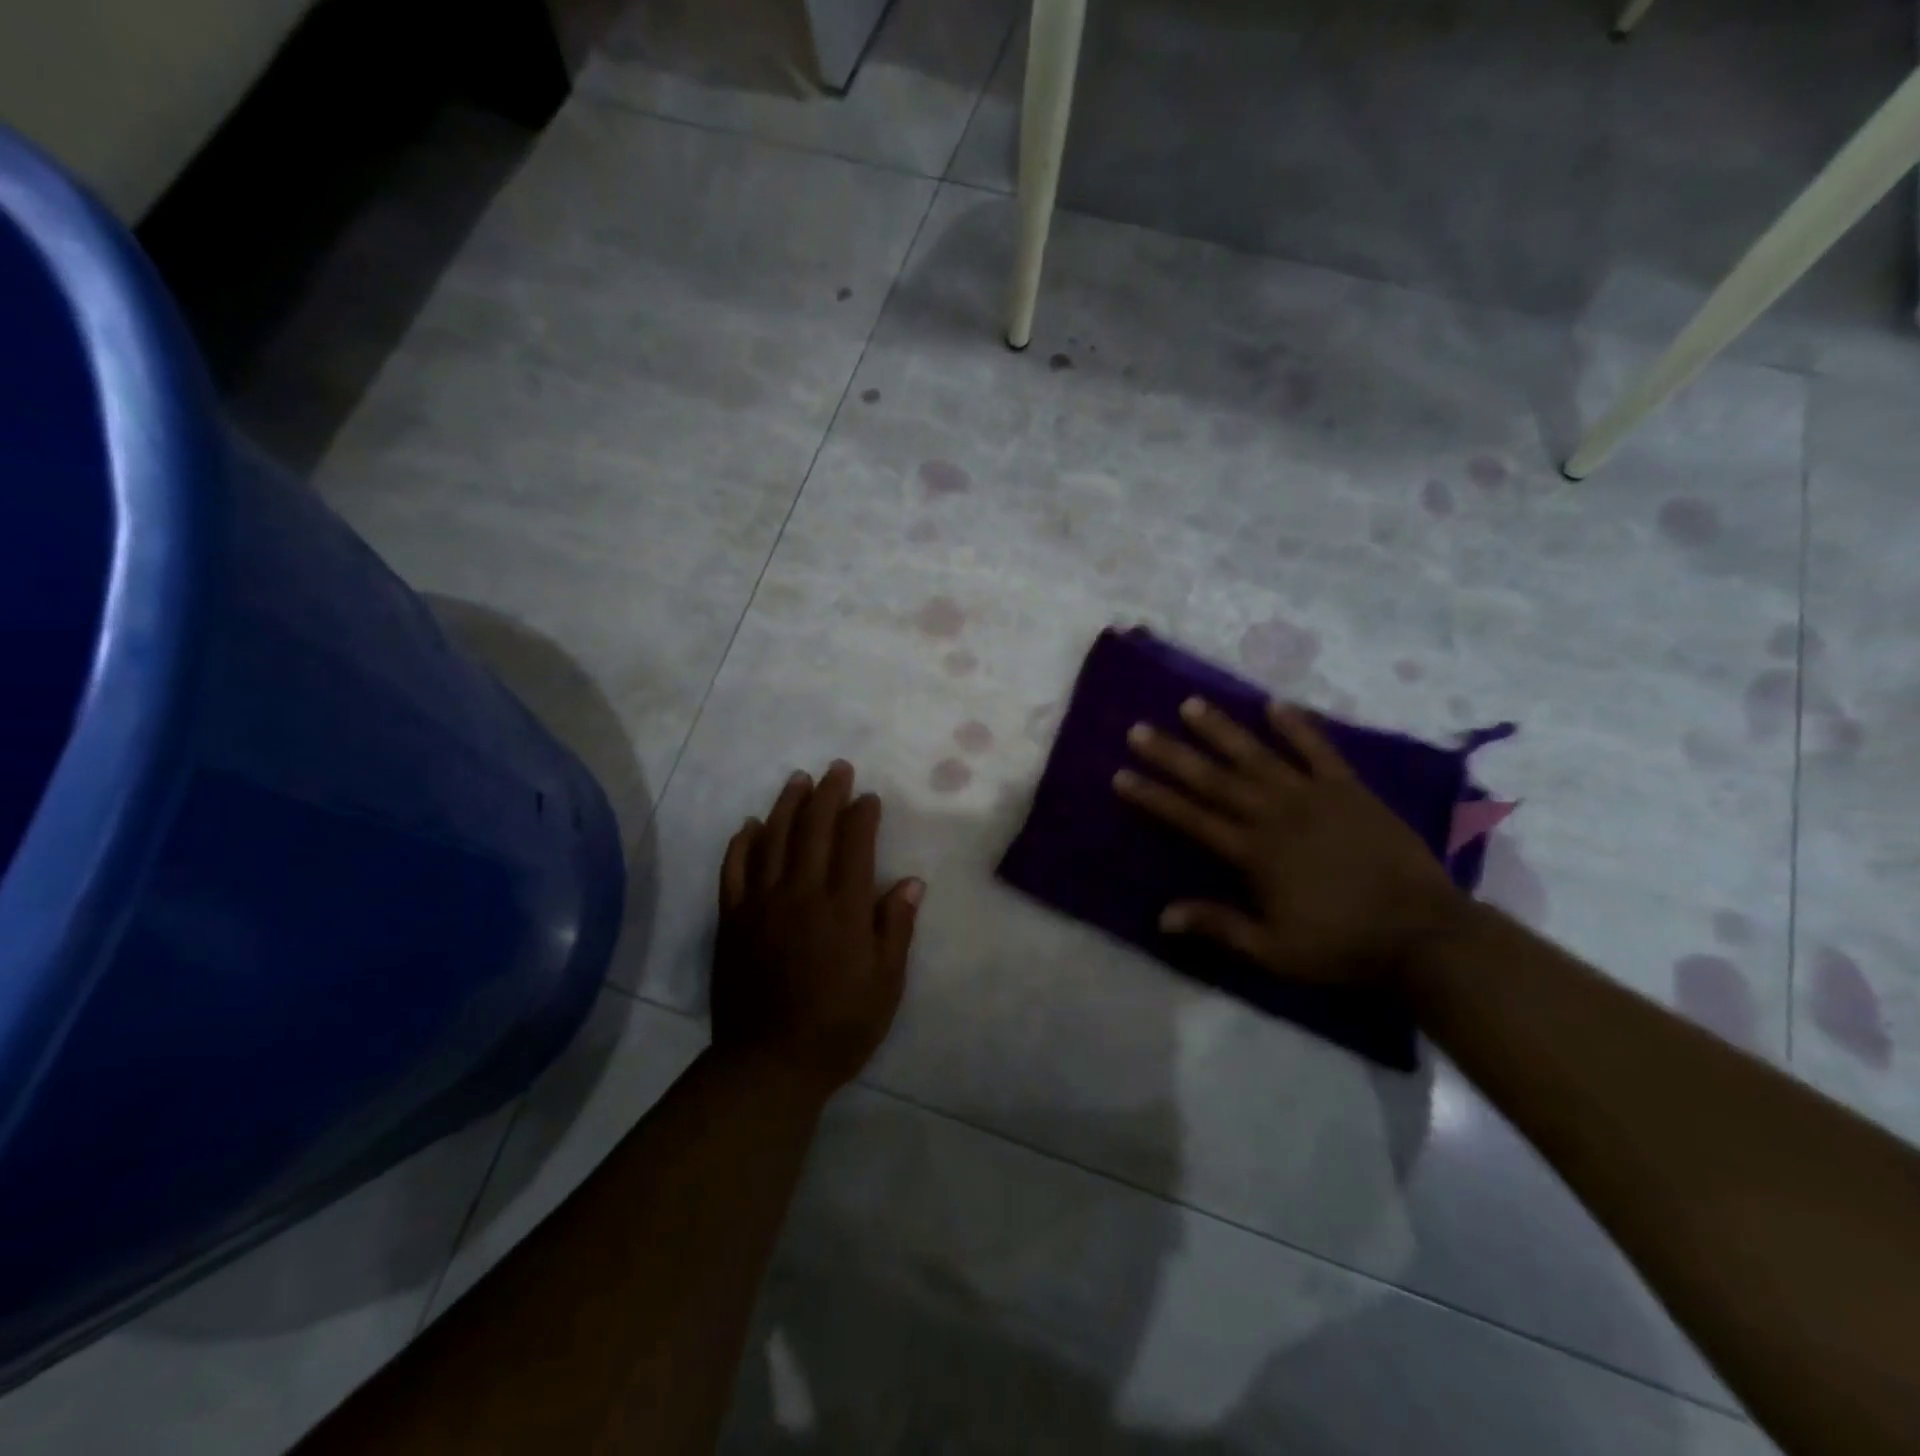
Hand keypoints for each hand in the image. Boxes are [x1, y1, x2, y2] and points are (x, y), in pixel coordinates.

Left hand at [712, 761, 923, 1097]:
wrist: (769, 1062)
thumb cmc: (839, 1026)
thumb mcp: (885, 984)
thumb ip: (896, 928)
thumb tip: (911, 882)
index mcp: (843, 908)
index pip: (854, 844)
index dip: (862, 815)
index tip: (868, 797)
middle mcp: (802, 894)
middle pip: (813, 830)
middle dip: (827, 794)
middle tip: (836, 769)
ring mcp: (762, 904)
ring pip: (773, 840)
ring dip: (787, 806)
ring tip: (798, 780)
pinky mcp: (733, 919)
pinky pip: (734, 870)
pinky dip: (742, 843)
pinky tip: (751, 825)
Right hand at [1115, 699, 1462, 985]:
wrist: (1425, 936)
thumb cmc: (1343, 946)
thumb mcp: (1274, 951)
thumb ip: (1219, 926)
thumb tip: (1162, 915)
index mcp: (1254, 853)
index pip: (1191, 818)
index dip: (1153, 797)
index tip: (1121, 775)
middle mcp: (1276, 815)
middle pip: (1214, 779)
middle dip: (1173, 754)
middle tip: (1139, 729)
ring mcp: (1315, 797)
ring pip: (1258, 755)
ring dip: (1222, 729)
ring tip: (1191, 704)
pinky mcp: (1351, 790)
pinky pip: (1320, 751)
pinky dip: (1297, 727)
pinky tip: (1275, 705)